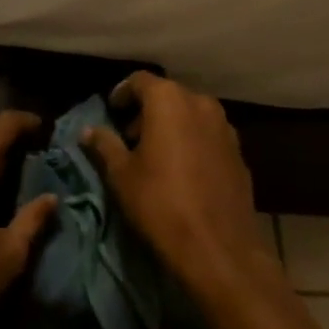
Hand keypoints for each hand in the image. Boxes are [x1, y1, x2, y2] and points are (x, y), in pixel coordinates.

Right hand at [82, 73, 276, 299]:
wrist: (219, 248)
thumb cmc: (160, 203)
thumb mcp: (121, 175)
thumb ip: (104, 145)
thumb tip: (88, 131)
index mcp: (169, 100)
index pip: (139, 81)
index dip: (122, 93)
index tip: (111, 111)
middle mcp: (200, 104)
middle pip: (167, 96)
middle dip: (147, 111)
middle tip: (130, 137)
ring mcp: (225, 128)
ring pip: (191, 115)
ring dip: (171, 126)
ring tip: (156, 154)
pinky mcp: (240, 153)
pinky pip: (208, 136)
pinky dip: (192, 142)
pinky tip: (182, 170)